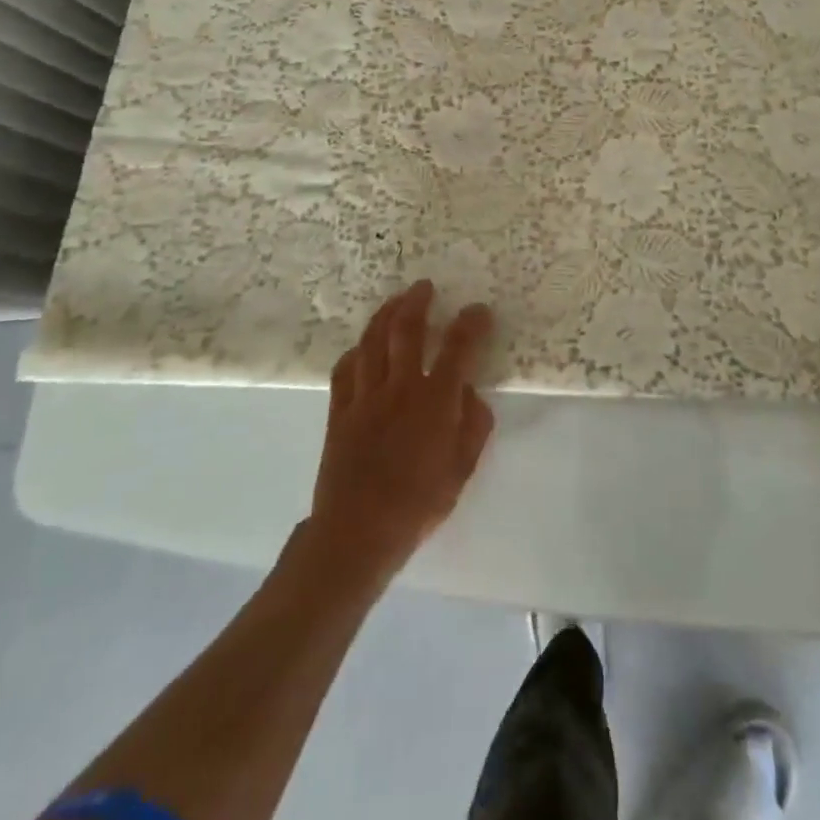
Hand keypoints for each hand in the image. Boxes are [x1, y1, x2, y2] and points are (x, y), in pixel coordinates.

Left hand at [307, 281, 495, 587]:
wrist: (357, 531)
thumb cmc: (418, 504)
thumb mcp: (462, 469)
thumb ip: (473, 425)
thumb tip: (471, 392)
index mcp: (435, 401)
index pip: (458, 348)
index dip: (471, 323)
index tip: (479, 310)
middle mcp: (400, 387)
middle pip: (407, 329)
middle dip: (418, 302)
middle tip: (425, 287)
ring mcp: (365, 396)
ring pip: (373, 340)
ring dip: (386, 314)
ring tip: (397, 301)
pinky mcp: (340, 409)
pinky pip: (346, 368)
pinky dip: (357, 350)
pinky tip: (364, 346)